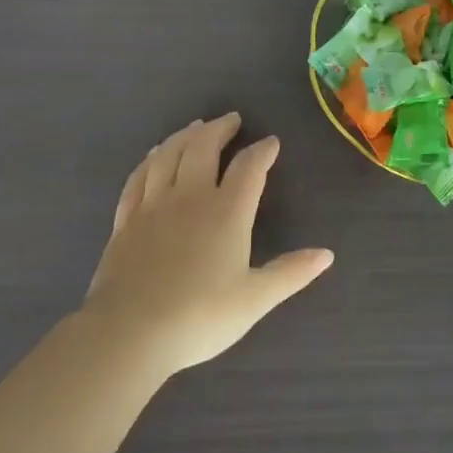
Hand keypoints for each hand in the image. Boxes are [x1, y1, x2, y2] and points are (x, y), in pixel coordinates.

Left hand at [83, 114, 333, 375]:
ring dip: (184, 136)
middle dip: (219, 129)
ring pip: (168, 155)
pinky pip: (138, 178)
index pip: (248, 168)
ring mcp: (153, 206)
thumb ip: (290, 273)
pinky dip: (149, 160)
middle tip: (231, 119)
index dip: (262, 151)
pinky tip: (153, 156)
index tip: (271, 143)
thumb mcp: (254, 299)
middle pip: (203, 147)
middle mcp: (189, 197)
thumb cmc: (199, 317)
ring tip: (195, 127)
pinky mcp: (126, 220)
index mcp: (226, 212)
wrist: (128, 334)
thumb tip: (327, 254)